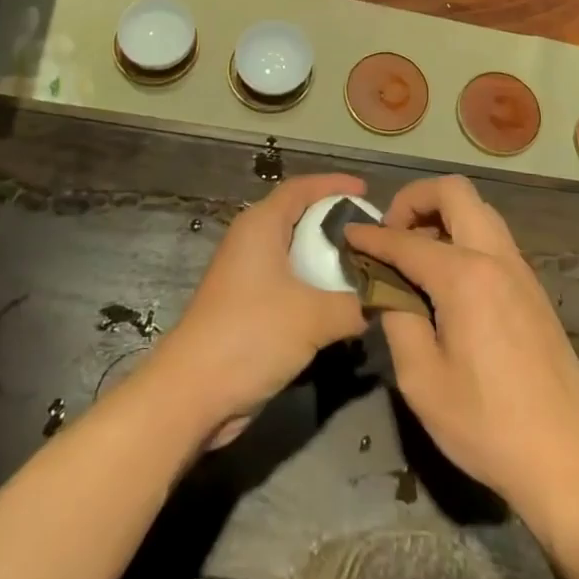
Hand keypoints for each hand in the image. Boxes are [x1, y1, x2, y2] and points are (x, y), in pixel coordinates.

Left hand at [154, 174, 367, 439]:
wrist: (192, 393)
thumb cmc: (251, 335)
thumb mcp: (313, 316)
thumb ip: (355, 303)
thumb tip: (386, 299)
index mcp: (261, 225)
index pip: (301, 188)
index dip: (334, 184)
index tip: (367, 190)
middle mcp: (251, 241)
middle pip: (298, 217)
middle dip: (335, 221)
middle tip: (372, 232)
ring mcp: (247, 275)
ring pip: (294, 253)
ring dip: (326, 258)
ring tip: (365, 267)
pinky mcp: (247, 307)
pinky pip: (289, 282)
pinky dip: (314, 284)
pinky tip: (341, 303)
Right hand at [345, 175, 578, 524]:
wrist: (572, 461)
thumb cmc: (489, 425)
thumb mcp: (422, 381)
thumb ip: (397, 320)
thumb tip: (387, 290)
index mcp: (465, 276)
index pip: (405, 240)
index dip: (371, 236)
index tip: (347, 234)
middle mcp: (495, 257)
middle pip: (454, 192)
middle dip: (414, 200)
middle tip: (391, 234)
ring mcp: (520, 270)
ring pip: (478, 210)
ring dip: (442, 216)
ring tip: (416, 255)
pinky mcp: (533, 289)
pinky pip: (492, 238)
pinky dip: (463, 237)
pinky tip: (447, 280)